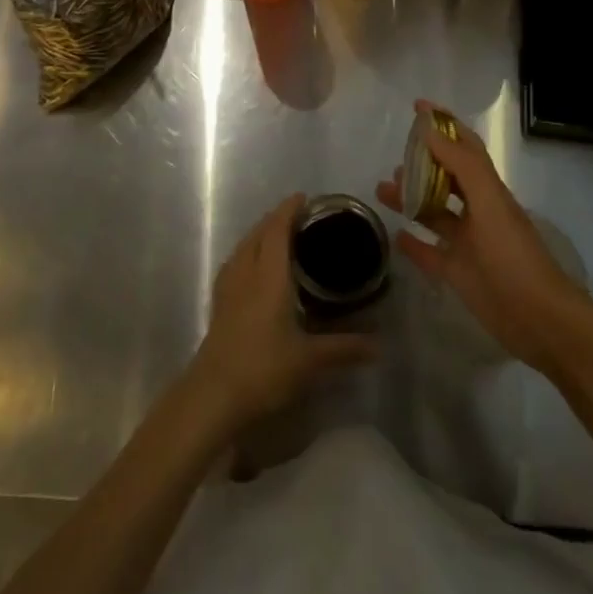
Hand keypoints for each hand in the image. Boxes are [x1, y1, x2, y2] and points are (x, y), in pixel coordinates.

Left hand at [187, 194, 375, 432]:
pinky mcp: (220, 303)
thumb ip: (344, 348)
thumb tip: (379, 345)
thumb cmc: (263, 369)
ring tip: (279, 236)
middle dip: (276, 219)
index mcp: (268, 275)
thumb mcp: (310, 360)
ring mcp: (228, 287)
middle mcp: (246, 272)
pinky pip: (235, 262)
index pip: (277, 230)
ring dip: (260, 234)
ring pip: (244, 246)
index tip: (304, 198)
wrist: (213, 395)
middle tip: (299, 217)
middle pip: (258, 233)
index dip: (289, 210)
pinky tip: (255, 268)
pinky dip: (248, 252)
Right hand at [378, 101, 585, 374]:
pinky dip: (413, 242)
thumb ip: (461, 165)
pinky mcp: (458, 274)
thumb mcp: (489, 204)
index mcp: (489, 191)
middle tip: (395, 157)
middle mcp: (478, 213)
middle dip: (422, 163)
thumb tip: (429, 129)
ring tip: (383, 189)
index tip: (417, 107)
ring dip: (410, 198)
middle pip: (446, 178)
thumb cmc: (514, 256)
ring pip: (433, 213)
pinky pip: (429, 253)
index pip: (464, 147)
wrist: (540, 321)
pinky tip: (395, 234)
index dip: (444, 125)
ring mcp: (467, 244)